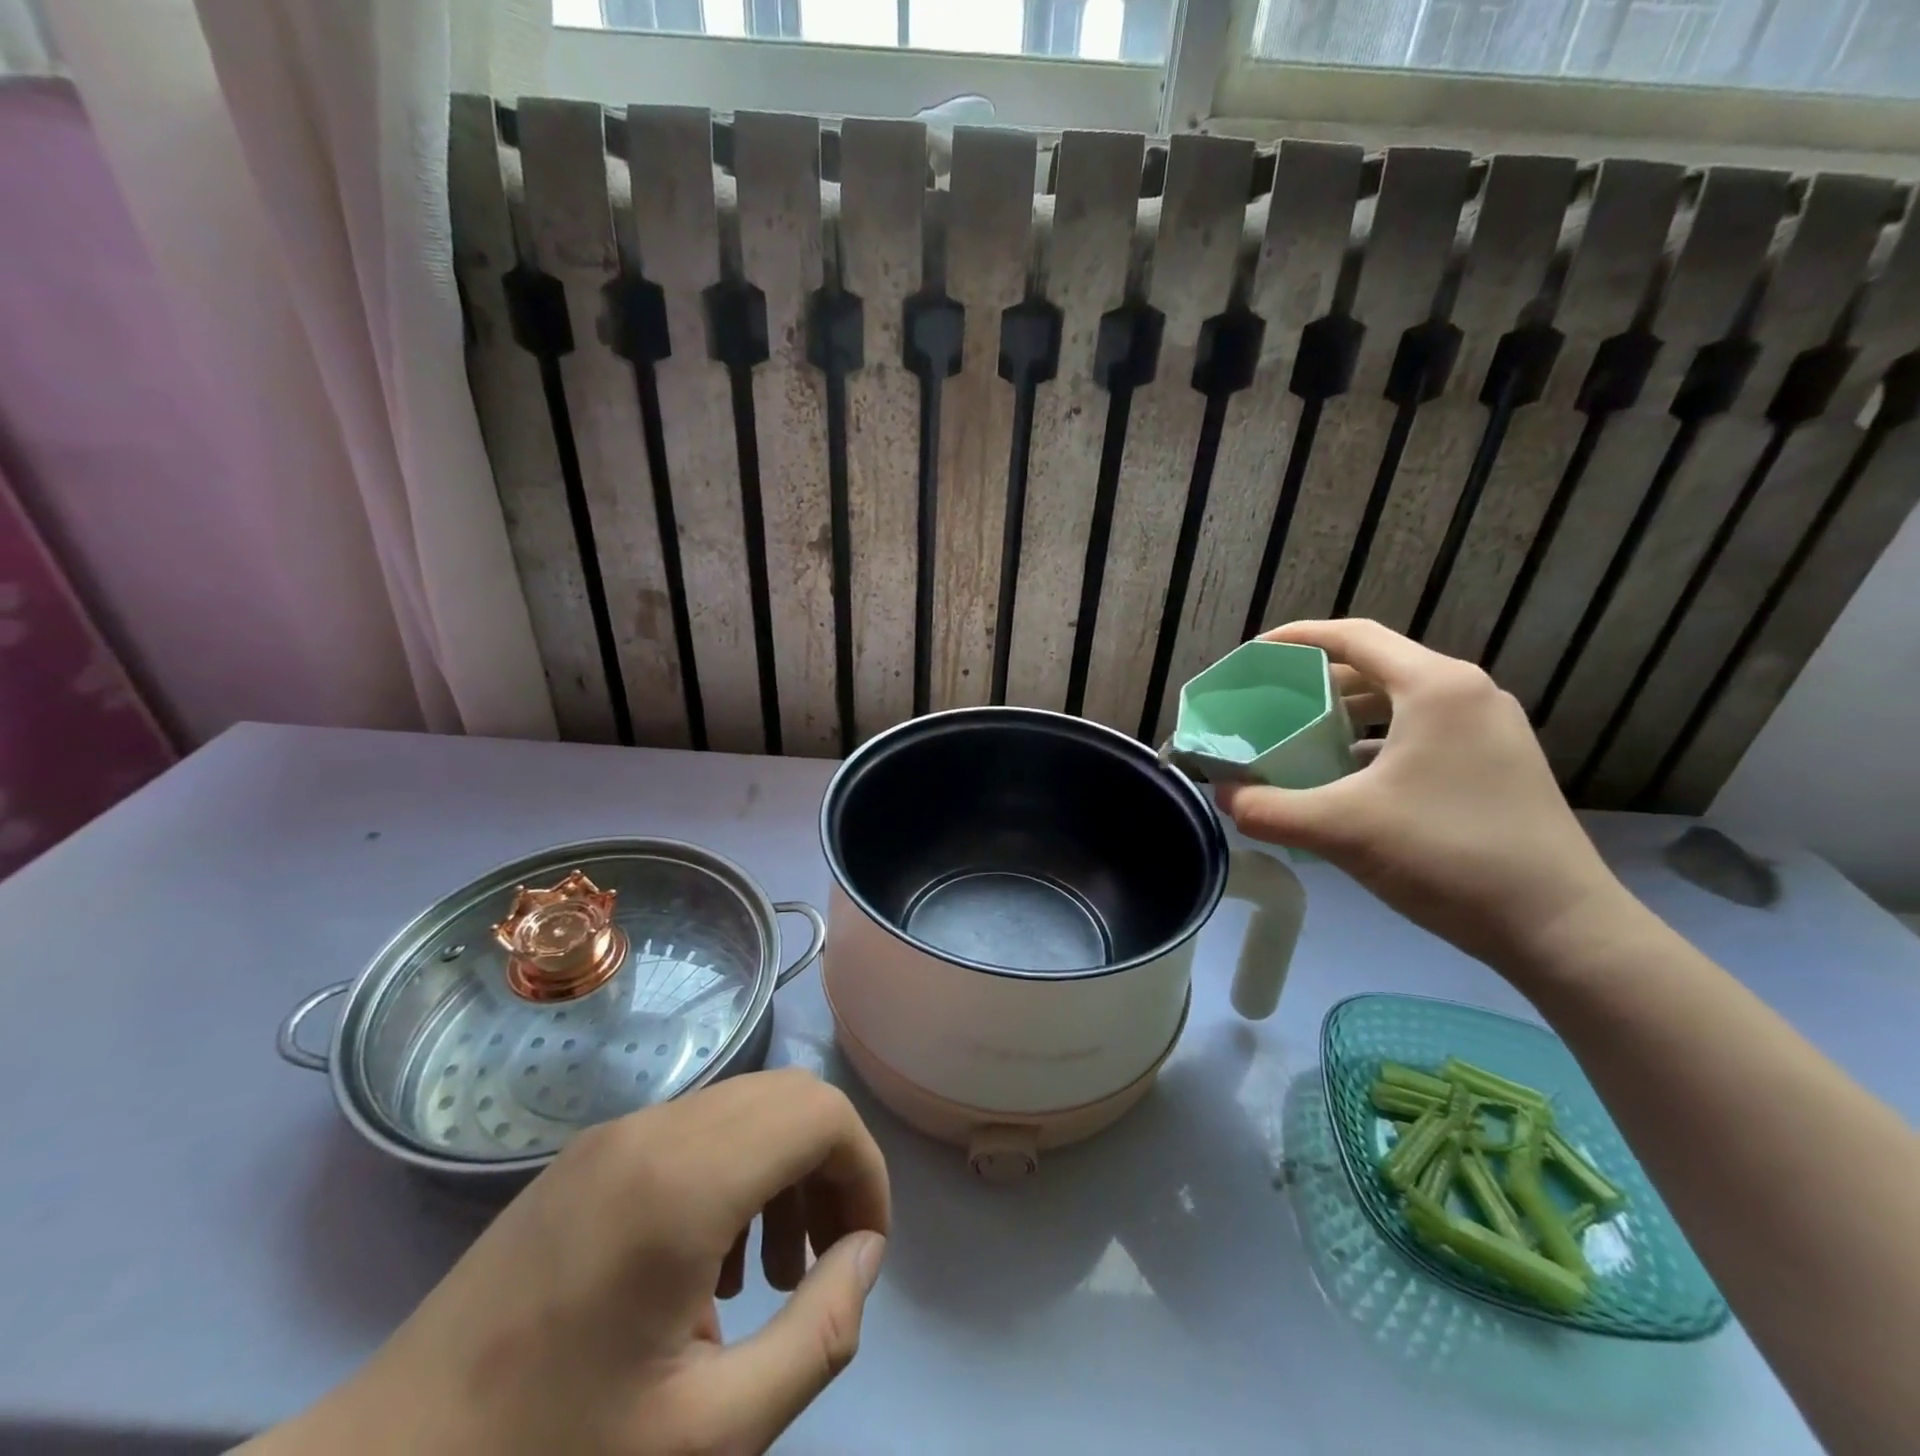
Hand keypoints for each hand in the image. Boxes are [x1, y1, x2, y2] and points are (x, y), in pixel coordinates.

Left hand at [249, 1068, 888, 1455]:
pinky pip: (696, 1131)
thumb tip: (864, 1254)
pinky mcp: (590, 1153)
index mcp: (685, 1181)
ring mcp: (616, 1132)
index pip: (821, 1113)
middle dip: (831, 1166)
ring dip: (784, 1169)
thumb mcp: (711, 1436)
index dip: (864, 1170)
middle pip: (789, 1097)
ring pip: (745, 1107)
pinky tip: (706, 1269)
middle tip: (826, 1262)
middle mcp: (655, 1128)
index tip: (863, 1252)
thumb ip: (819, 1335)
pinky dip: (735, 1172)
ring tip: (771, 1277)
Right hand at [1217, 619, 1633, 973]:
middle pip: (1375, 666)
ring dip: (1345, 713)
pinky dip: (1376, 742)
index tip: (1252, 656)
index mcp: (1435, 687)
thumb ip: (1267, 808)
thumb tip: (1223, 796)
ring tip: (1298, 737)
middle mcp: (1466, 693)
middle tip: (1266, 703)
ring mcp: (1489, 728)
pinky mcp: (1497, 762)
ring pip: (1399, 701)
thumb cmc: (1447, 856)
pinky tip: (1346, 776)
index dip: (1296, 639)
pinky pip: (1420, 732)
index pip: (1353, 637)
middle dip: (1314, 681)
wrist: (1558, 927)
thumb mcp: (1340, 829)